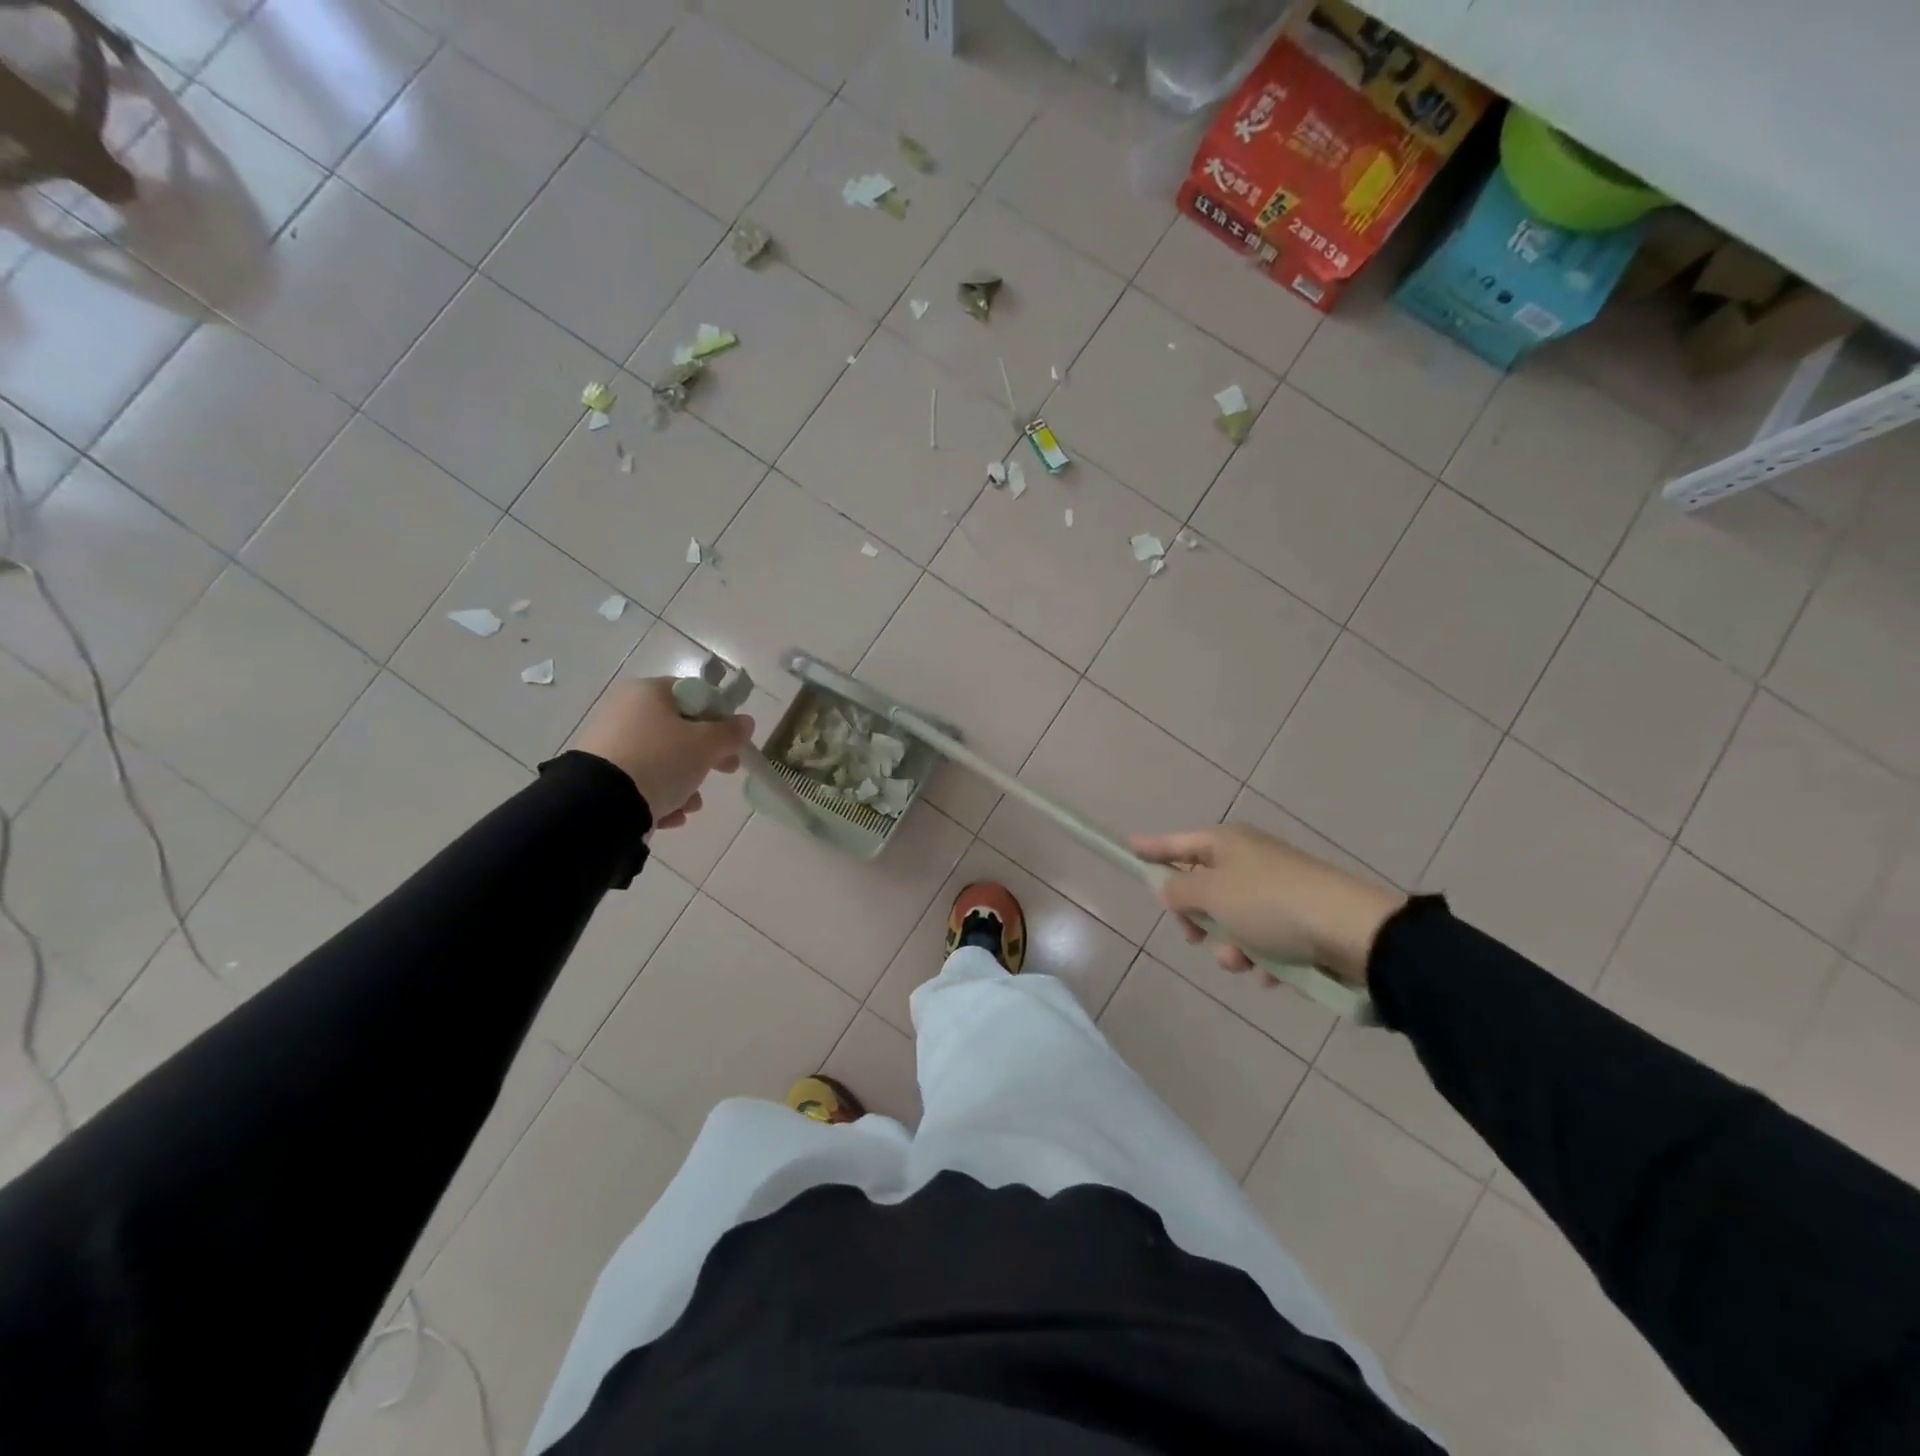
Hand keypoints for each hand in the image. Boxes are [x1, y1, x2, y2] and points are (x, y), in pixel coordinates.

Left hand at [572, 677, 753, 830]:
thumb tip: (746, 722)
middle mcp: (626, 710)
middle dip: (706, 756)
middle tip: (725, 771)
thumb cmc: (660, 761)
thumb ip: (730, 732)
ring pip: (662, 758)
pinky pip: (640, 779)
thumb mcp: (706, 745)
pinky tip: (669, 816)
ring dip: (685, 781)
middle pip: (680, 729)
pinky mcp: (599, 773)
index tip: (733, 743)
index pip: (695, 695)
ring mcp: (609, 742)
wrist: (599, 803)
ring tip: (691, 805)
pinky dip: (659, 795)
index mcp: (649, 692)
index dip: (720, 718)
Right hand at [1129, 824, 1405, 985]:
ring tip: (1245, 962)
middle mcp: (1250, 860)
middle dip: (1196, 918)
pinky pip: (1264, 940)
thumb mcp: (1212, 894)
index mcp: (1226, 843)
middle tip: (1195, 935)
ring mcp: (1277, 889)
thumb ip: (1179, 891)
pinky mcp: (1300, 920)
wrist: (1353, 932)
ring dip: (1230, 946)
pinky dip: (1261, 958)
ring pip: (1232, 920)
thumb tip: (1170, 888)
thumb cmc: (1270, 905)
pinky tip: (1270, 974)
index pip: (1176, 843)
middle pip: (1203, 886)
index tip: (1128, 846)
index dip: (1151, 847)